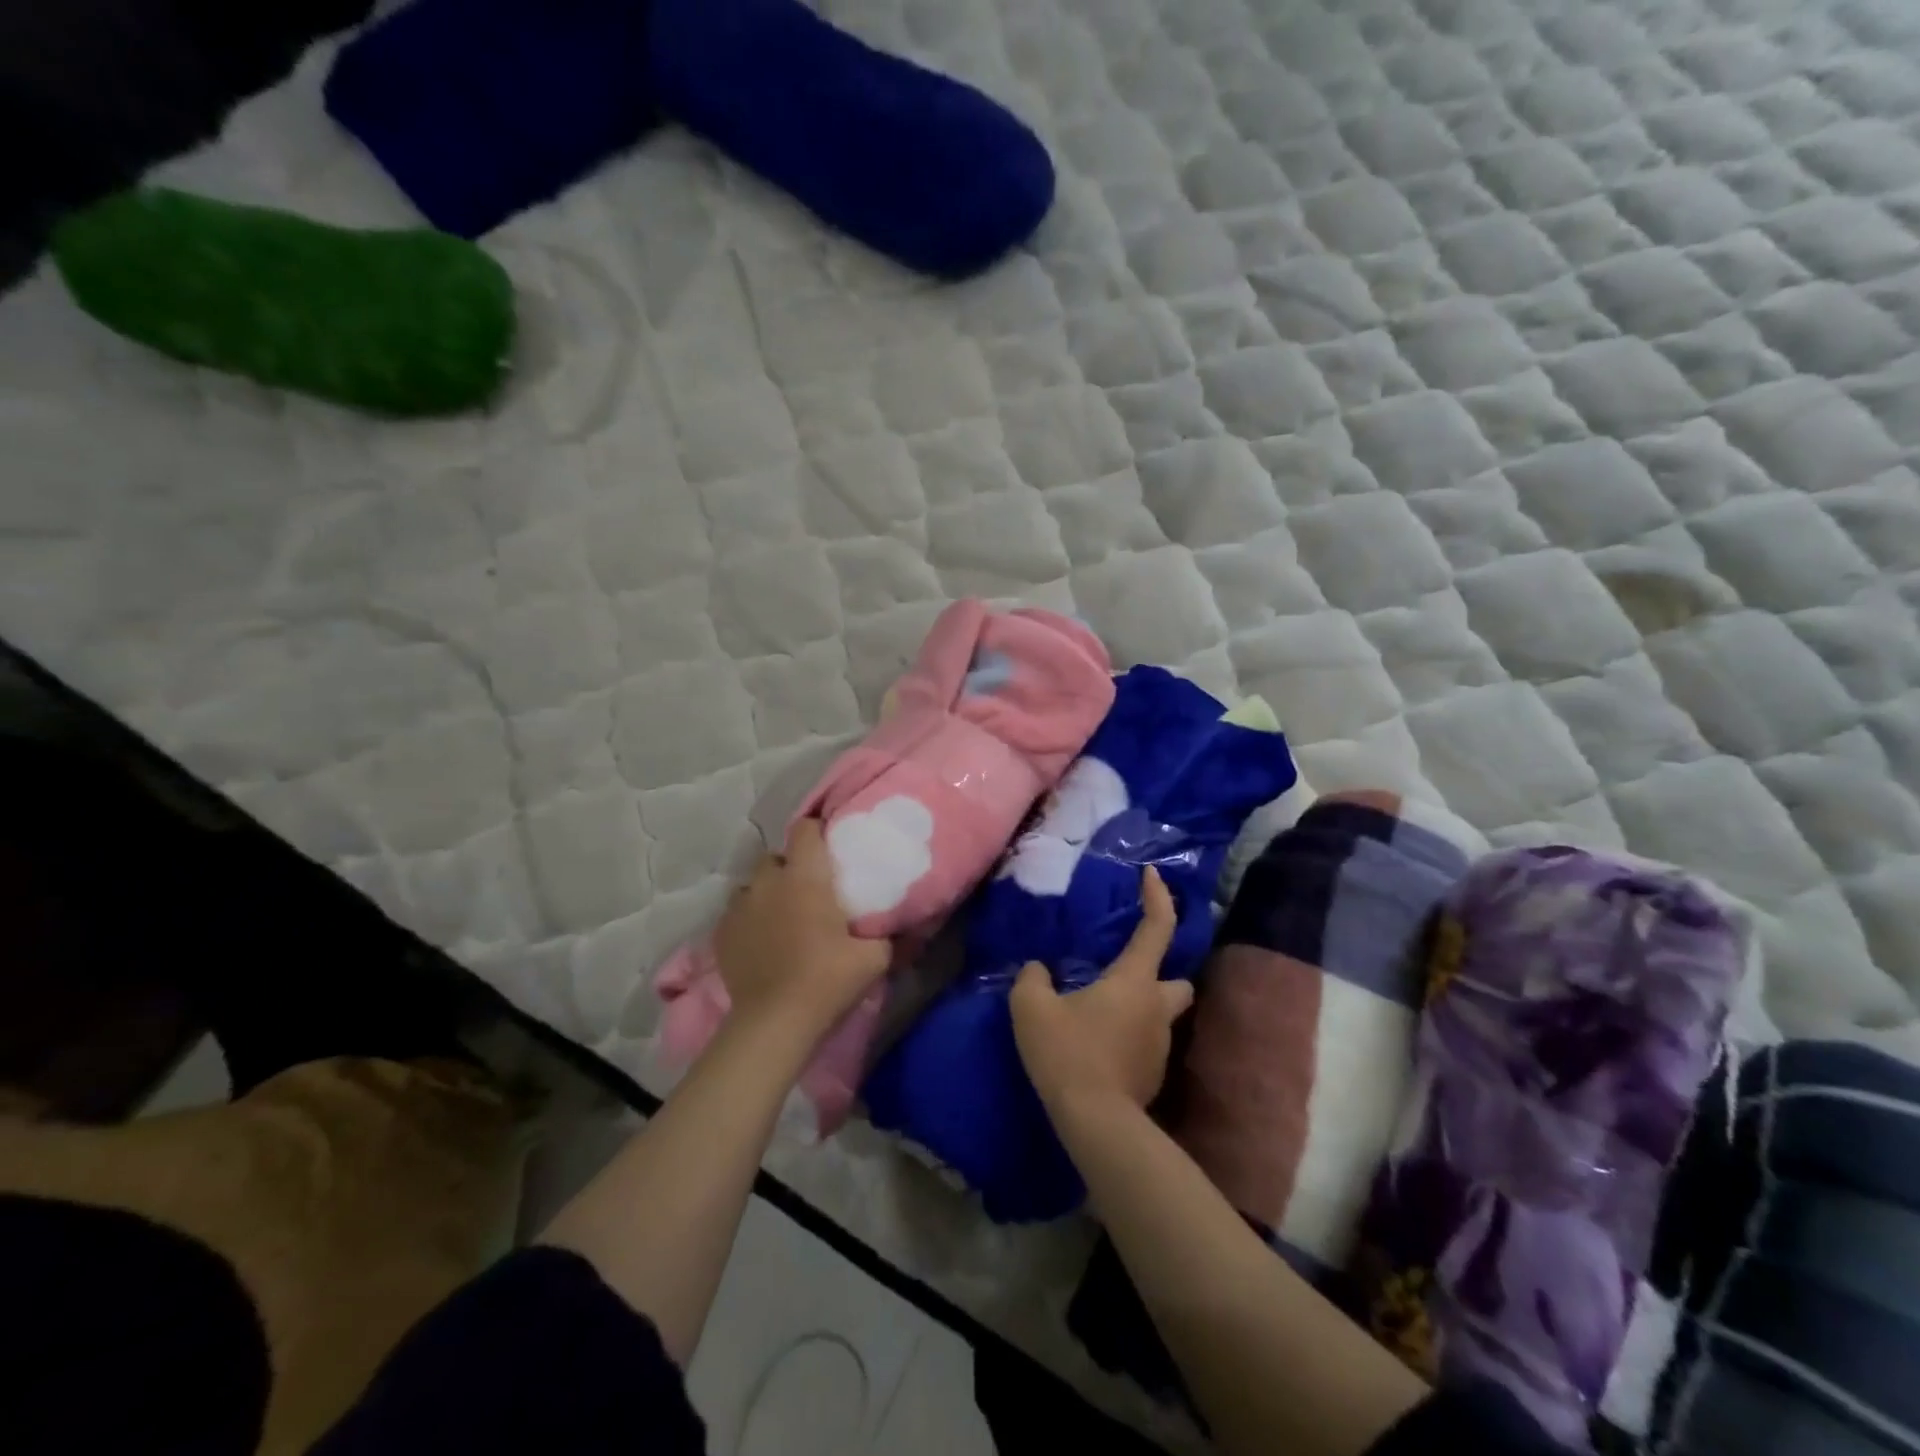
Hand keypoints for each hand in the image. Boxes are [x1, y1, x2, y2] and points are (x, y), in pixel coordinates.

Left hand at [713, 818, 892, 1039]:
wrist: (774, 1022)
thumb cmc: (827, 980)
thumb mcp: (874, 958)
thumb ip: (887, 935)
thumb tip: (900, 925)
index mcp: (805, 877)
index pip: (805, 829)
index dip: (817, 831)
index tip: (830, 847)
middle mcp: (768, 882)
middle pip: (777, 856)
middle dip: (791, 867)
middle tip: (810, 890)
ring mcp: (740, 907)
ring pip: (754, 885)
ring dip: (768, 893)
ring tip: (782, 917)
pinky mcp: (721, 933)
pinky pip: (737, 913)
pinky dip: (750, 919)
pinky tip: (762, 941)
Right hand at [1011, 867, 1193, 1118]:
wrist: (1095, 1123)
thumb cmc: (1068, 1052)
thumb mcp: (1032, 1008)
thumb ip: (1032, 979)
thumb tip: (1038, 970)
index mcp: (1134, 981)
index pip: (1157, 927)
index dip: (1158, 897)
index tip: (1153, 875)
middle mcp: (1157, 1008)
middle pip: (1179, 979)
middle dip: (1162, 972)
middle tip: (1128, 972)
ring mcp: (1160, 1046)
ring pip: (1162, 1015)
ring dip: (1142, 1008)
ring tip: (1104, 1012)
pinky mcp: (1154, 1077)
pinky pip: (1146, 1045)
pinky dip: (1130, 1038)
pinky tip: (1101, 1047)